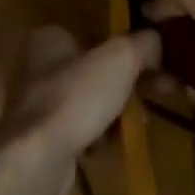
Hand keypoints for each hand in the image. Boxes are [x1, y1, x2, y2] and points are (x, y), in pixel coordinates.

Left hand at [0, 26, 161, 180]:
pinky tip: (114, 145)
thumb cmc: (75, 97)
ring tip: (139, 124)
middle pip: (95, 69)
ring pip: (90, 101)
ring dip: (117, 113)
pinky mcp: (41, 138)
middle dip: (128, 84)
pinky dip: (99, 136)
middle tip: (159, 93)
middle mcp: (36, 66)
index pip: (95, 35)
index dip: (128, 48)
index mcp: (49, 38)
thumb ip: (144, 44)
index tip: (156, 65)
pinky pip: (80, 130)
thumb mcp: (120, 59)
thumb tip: (158, 41)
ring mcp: (36, 105)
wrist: (38, 159)